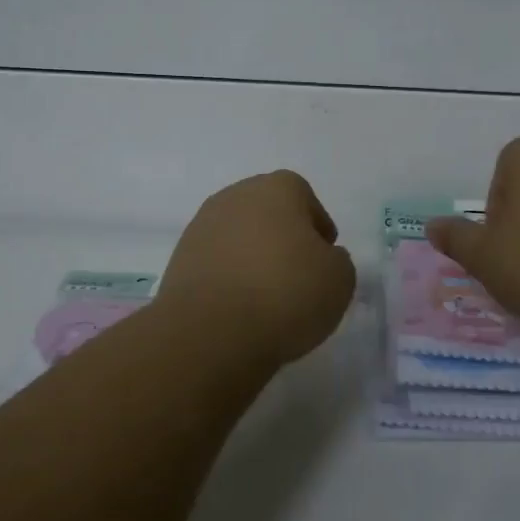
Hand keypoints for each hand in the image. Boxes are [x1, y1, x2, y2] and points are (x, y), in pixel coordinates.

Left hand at [160, 171, 356, 364]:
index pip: (303, 196)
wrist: (211, 331)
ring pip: (238, 236)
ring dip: (252, 257)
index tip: (324, 256)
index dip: (317, 225)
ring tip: (267, 297)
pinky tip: (240, 307)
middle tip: (298, 274)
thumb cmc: (285, 293)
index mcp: (276, 188)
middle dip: (282, 237)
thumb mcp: (340, 279)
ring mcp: (201, 226)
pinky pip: (216, 262)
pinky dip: (229, 278)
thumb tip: (321, 258)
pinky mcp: (180, 259)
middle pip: (267, 211)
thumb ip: (336, 260)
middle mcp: (235, 196)